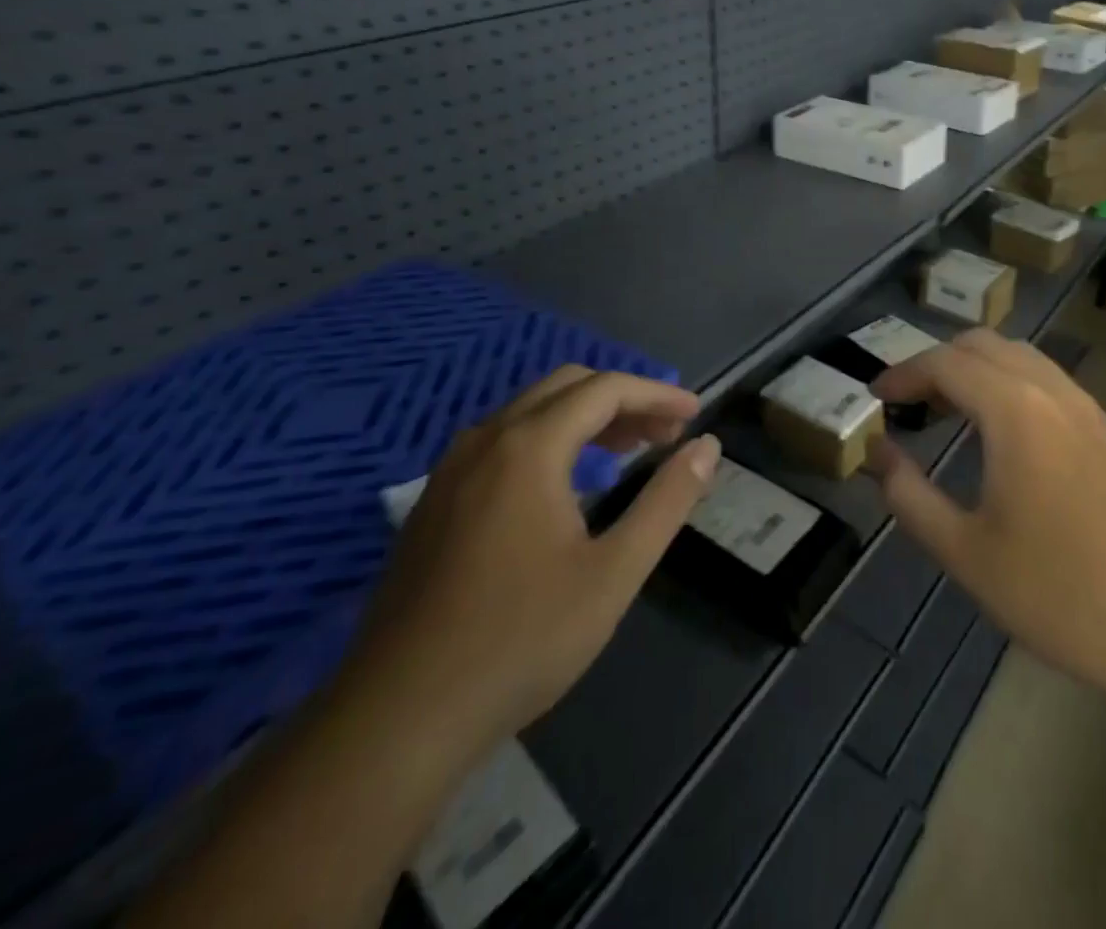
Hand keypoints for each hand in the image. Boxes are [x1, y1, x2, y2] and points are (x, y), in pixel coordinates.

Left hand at [340, 367, 720, 770]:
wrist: (398, 718)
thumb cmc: (520, 641)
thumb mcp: (614, 573)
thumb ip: (667, 501)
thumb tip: (708, 447)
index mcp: (529, 446)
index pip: (606, 389)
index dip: (657, 393)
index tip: (695, 414)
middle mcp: (487, 440)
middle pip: (567, 386)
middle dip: (623, 398)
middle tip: (665, 433)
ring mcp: (452, 469)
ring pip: (530, 411)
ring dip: (585, 417)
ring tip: (628, 450)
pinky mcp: (434, 501)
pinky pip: (503, 441)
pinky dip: (549, 439)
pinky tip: (566, 484)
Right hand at [867, 330, 1105, 711]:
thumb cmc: (1059, 594)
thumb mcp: (965, 553)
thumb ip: (909, 496)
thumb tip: (878, 454)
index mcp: (1017, 412)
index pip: (946, 363)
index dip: (904, 373)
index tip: (876, 397)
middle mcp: (1056, 394)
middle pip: (985, 345)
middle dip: (939, 362)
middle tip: (911, 402)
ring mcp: (1093, 411)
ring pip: (1023, 359)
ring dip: (979, 371)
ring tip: (951, 413)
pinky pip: (1052, 384)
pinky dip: (1013, 387)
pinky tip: (1006, 438)